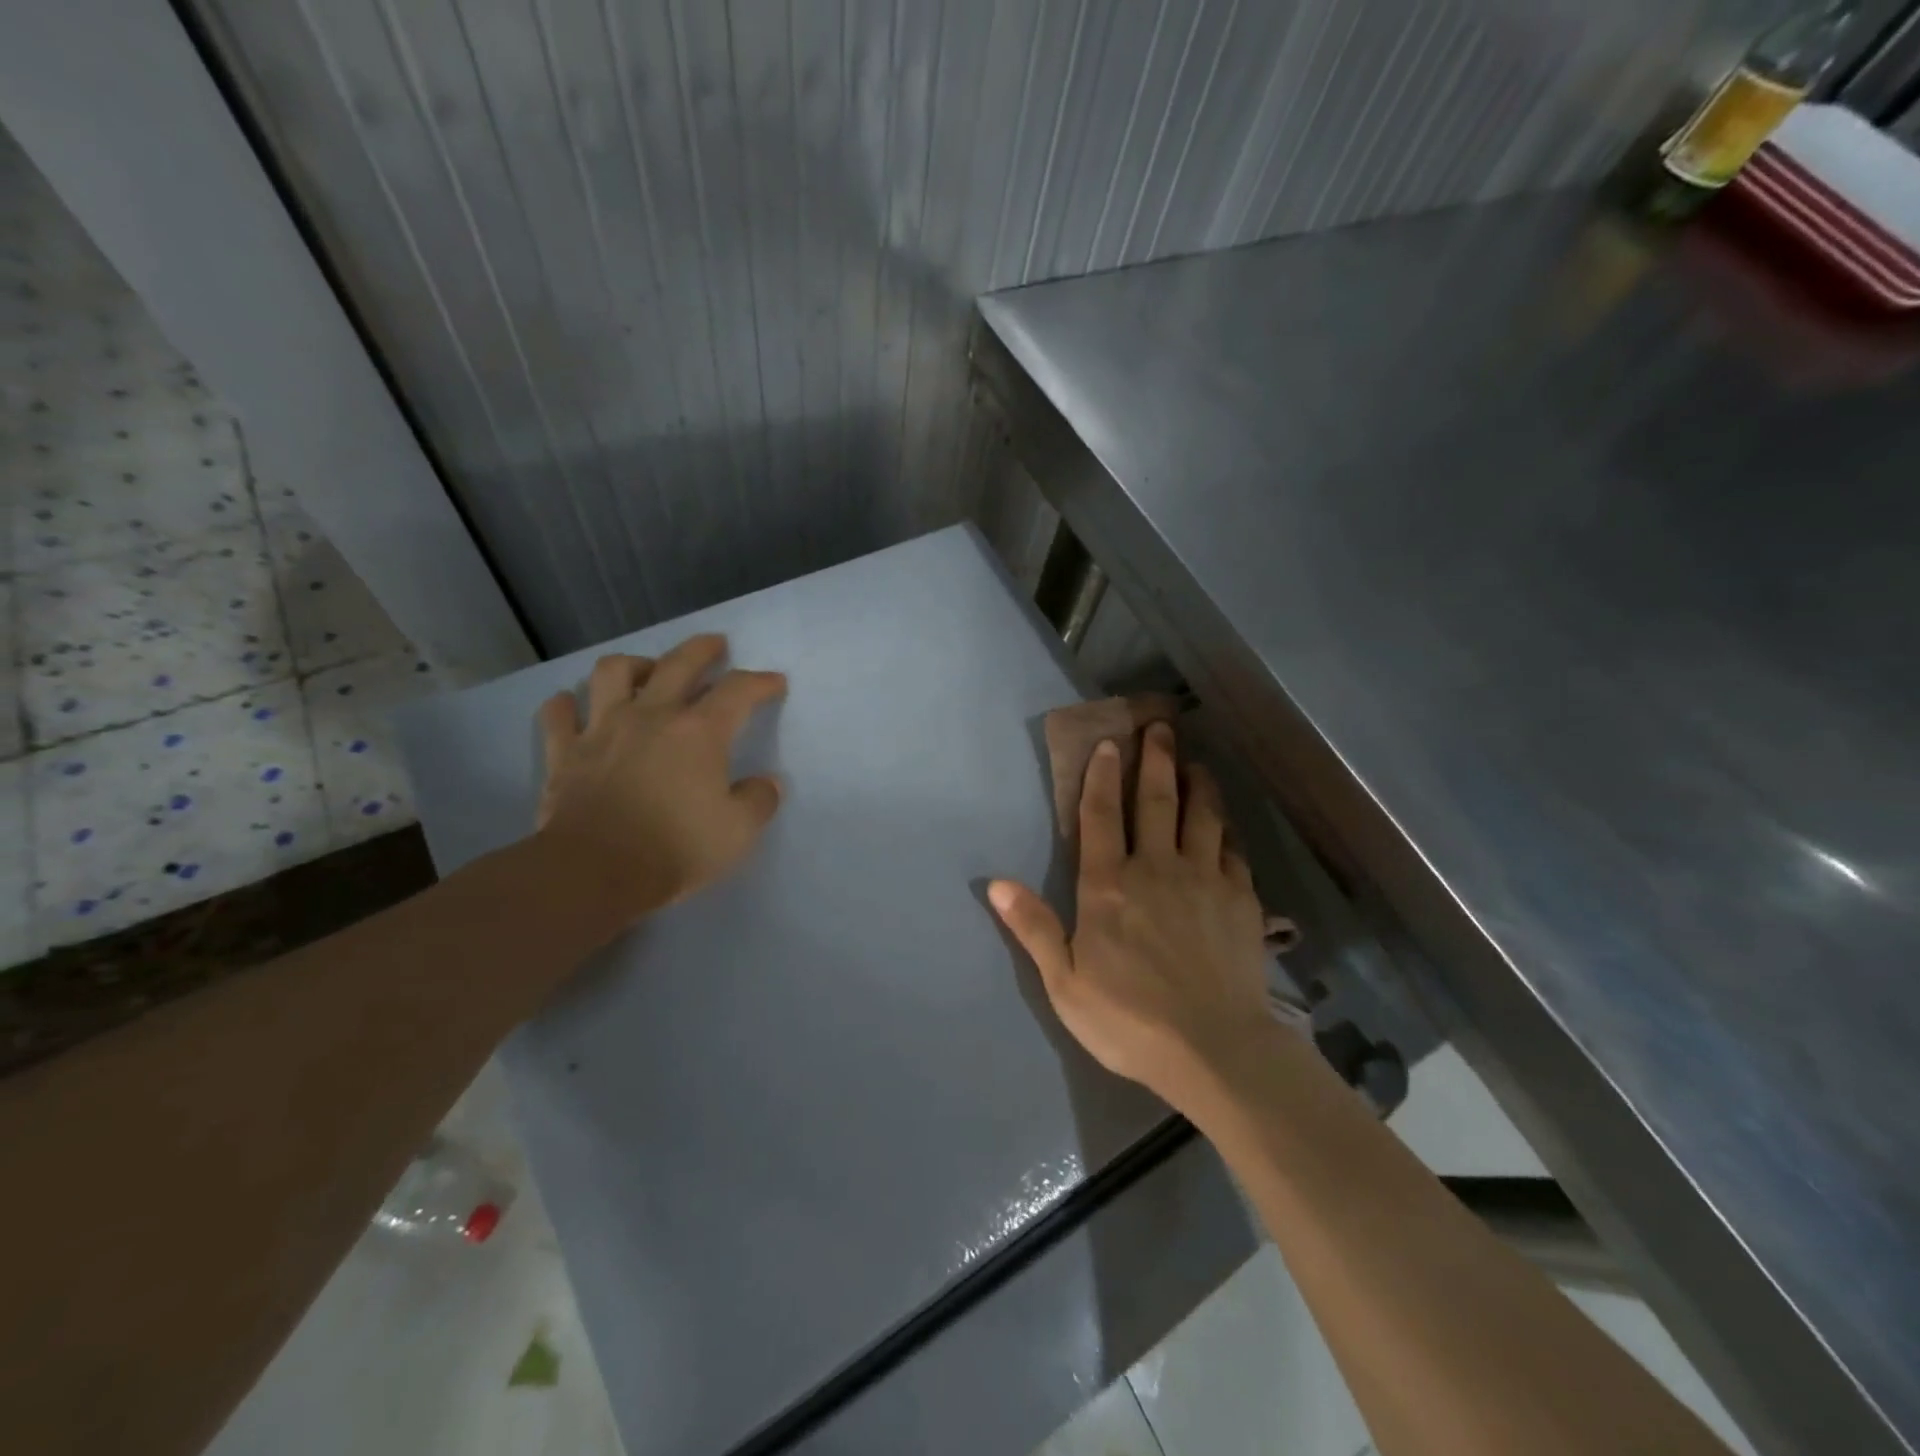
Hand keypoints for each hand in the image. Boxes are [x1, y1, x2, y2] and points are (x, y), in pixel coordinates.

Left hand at [535, 635, 785, 926]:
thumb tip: (766, 784)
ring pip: (613, 673)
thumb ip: (758, 801)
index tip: (774, 683)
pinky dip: (567, 705)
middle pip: (678, 663)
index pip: (738, 691)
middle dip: (702, 649)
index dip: (760, 682)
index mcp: (698, 732)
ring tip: (645, 672)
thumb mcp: (738, 832)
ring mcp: (602, 729)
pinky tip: (573, 705)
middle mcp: (651, 716)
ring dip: (634, 665)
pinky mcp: (565, 753)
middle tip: (715, 645)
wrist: (594, 872)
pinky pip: (559, 714)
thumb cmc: (675, 849)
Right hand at [989, 722, 1272, 1110]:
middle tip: (1161, 725)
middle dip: (1157, 759)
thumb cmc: (1128, 1019)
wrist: (1214, 1049)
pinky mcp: (1241, 900)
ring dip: (1198, 783)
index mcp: (1109, 886)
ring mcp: (1204, 880)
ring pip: (1202, 816)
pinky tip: (1227, 823)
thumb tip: (996, 883)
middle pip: (1157, 801)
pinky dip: (1227, 830)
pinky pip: (1234, 851)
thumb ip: (1034, 927)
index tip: (1110, 743)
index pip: (1102, 816)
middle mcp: (1157, 869)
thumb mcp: (1065, 982)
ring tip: (1197, 761)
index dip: (1103, 776)